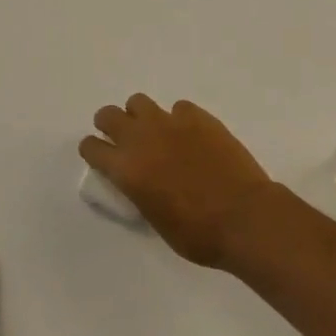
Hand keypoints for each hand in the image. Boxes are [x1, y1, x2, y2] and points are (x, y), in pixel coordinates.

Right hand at [79, 93, 273, 267]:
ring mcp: (170, 122)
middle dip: (110, 125)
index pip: (91, 147)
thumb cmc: (198, 234)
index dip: (94, 151)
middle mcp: (142, 138)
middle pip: (108, 115)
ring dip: (141, 116)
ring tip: (155, 132)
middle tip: (123, 139)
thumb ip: (140, 192)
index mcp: (126, 169)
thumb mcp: (156, 221)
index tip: (102, 158)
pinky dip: (179, 119)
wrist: (243, 216)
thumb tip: (141, 181)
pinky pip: (178, 107)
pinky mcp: (198, 116)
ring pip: (138, 102)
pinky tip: (191, 136)